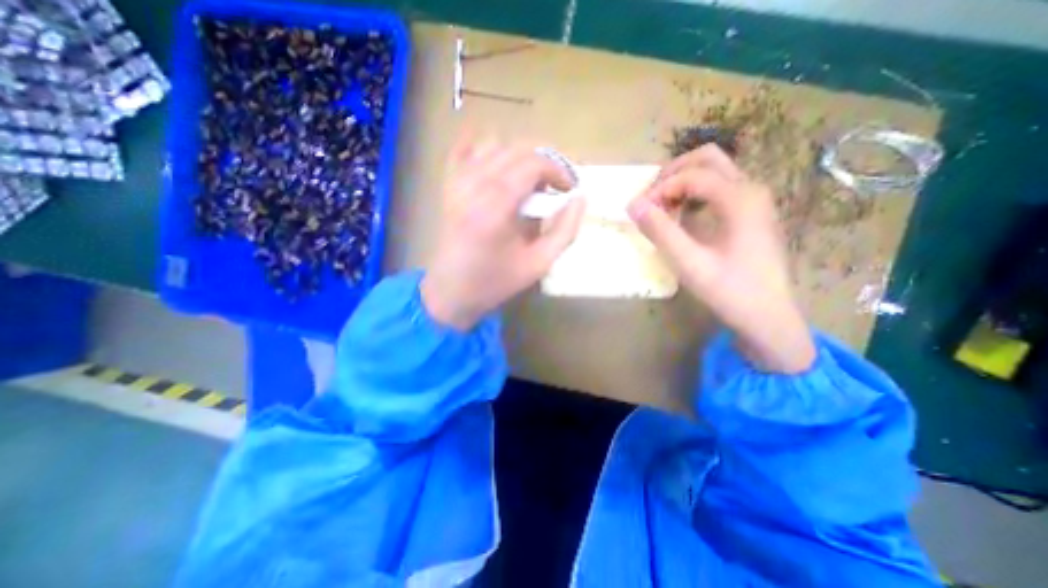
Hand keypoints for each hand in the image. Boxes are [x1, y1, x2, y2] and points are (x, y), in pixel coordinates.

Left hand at [420, 136, 585, 333]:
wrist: (451, 291)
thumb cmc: (496, 281)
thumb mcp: (539, 264)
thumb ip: (565, 231)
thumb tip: (580, 198)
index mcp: (496, 206)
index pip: (533, 163)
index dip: (558, 169)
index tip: (569, 188)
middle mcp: (474, 185)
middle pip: (516, 149)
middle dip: (543, 162)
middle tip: (554, 187)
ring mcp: (457, 182)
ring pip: (493, 145)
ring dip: (518, 158)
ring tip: (528, 184)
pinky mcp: (448, 186)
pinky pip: (464, 150)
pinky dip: (484, 150)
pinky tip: (496, 166)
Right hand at [626, 144, 813, 372]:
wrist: (768, 316)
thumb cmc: (730, 291)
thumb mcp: (690, 264)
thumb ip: (661, 231)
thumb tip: (633, 205)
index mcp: (740, 199)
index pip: (692, 175)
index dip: (660, 189)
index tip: (639, 211)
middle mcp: (750, 189)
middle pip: (707, 159)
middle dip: (672, 174)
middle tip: (650, 199)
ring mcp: (753, 199)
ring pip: (714, 170)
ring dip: (682, 181)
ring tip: (661, 207)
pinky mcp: (750, 212)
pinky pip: (718, 187)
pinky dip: (693, 192)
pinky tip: (681, 214)